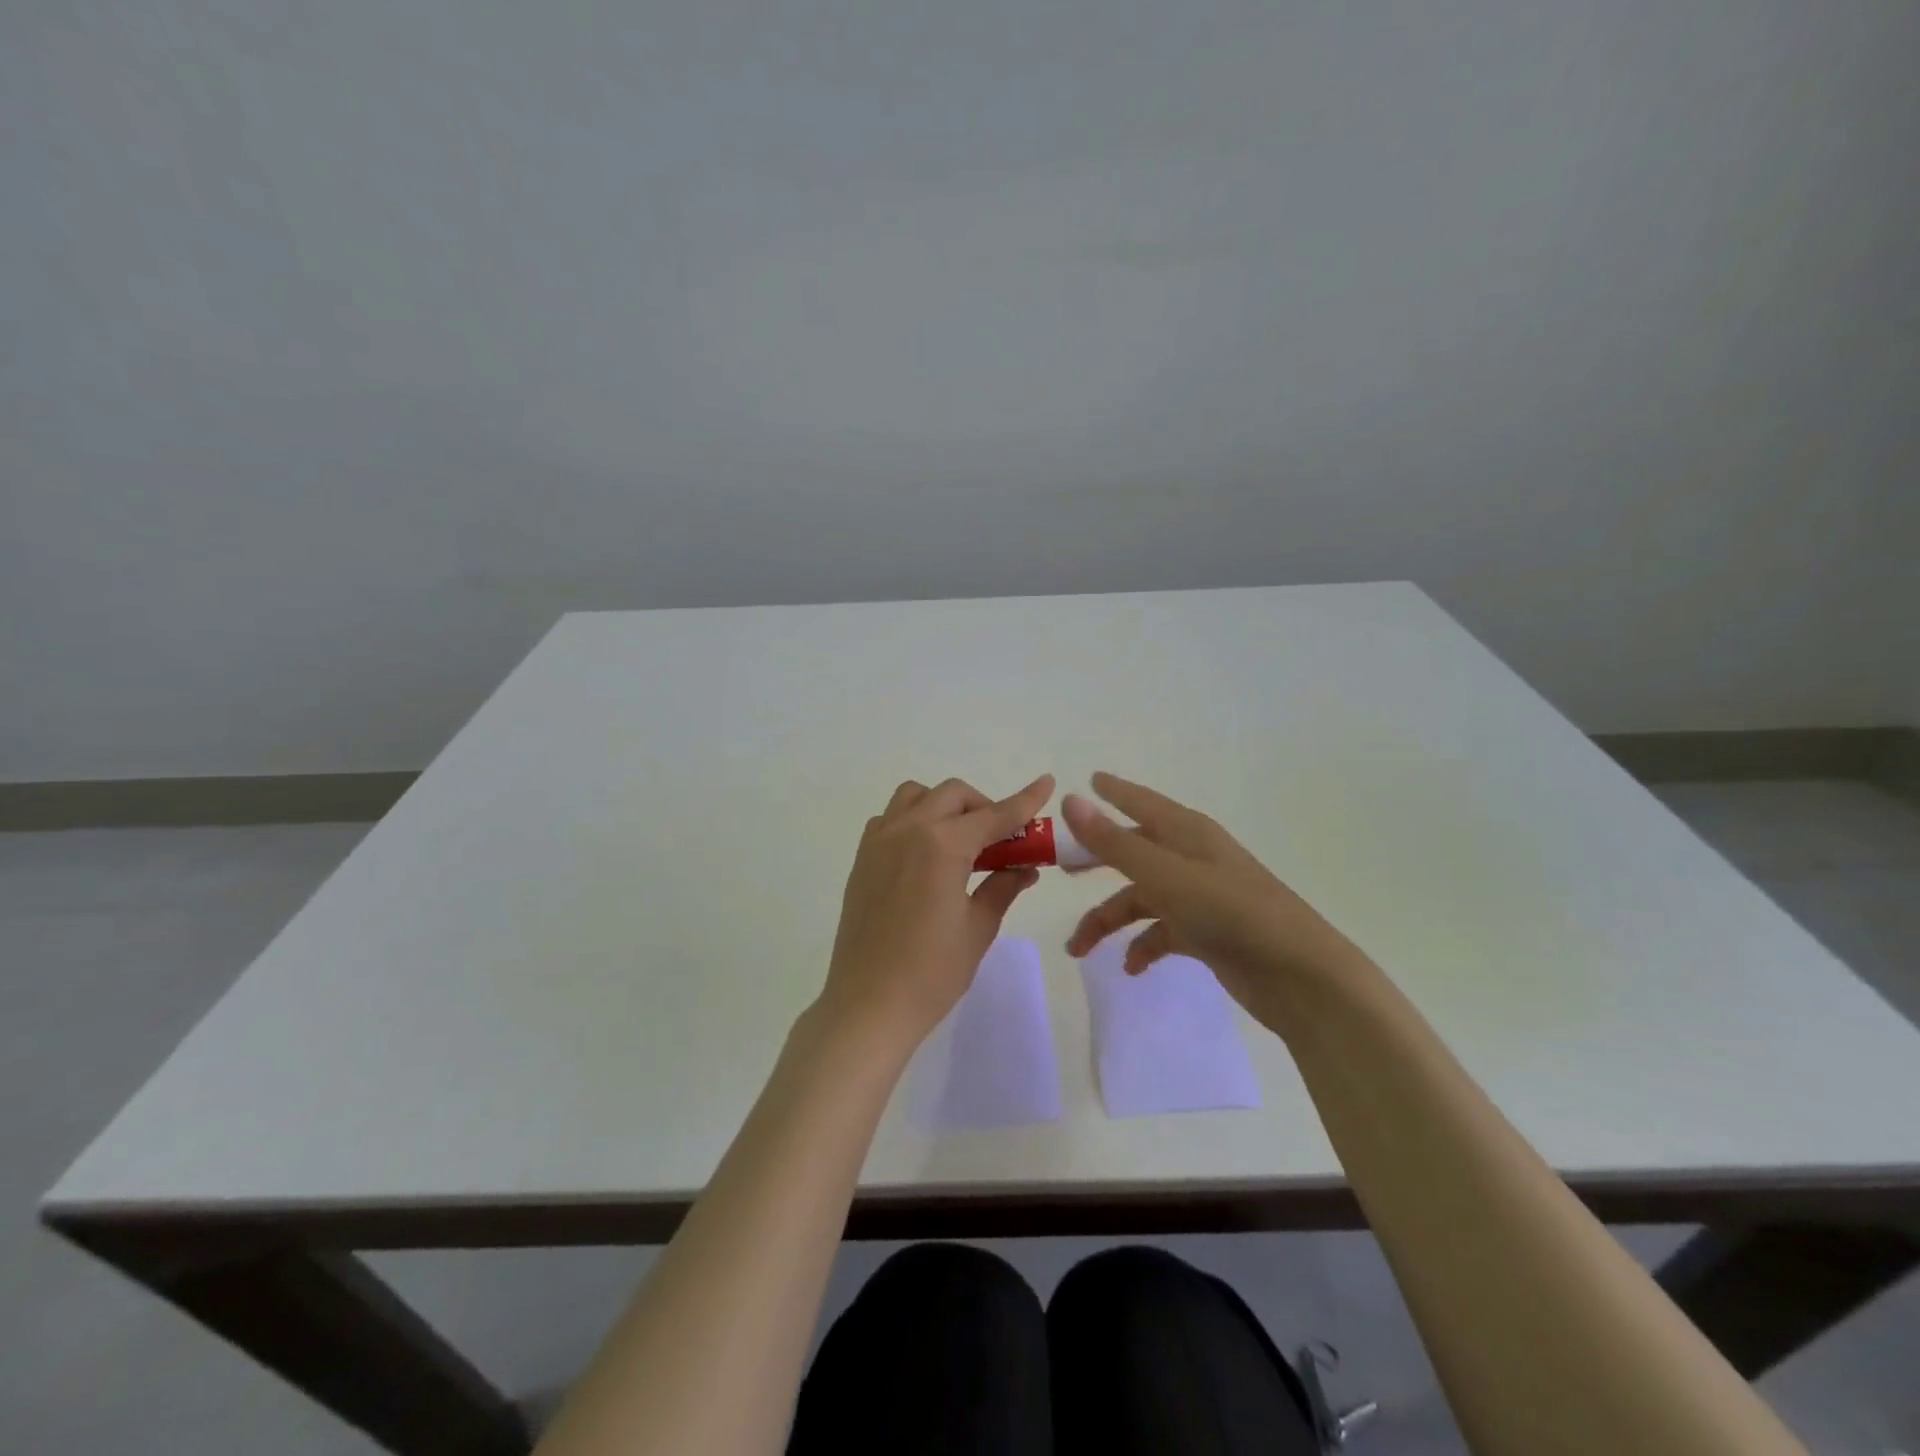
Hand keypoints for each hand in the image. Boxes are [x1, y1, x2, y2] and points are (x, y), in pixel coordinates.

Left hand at [818, 774, 1054, 1055]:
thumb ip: (1002, 887)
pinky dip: (914, 820)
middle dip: (983, 807)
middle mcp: (908, 830)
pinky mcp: (862, 858)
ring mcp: (879, 841)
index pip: (994, 815)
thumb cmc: (931, 972)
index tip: (1046, 783)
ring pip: (916, 796)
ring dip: (944, 806)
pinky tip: (925, 855)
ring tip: (959, 842)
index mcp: (942, 845)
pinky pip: (890, 818)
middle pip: (953, 795)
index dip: (1024, 801)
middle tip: (1000, 841)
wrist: (868, 1004)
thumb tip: (1024, 867)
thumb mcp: (977, 929)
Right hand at [1062, 772, 1367, 1035]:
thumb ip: (1114, 841)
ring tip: (1079, 949)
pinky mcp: (1208, 933)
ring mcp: (1201, 897)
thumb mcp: (1164, 874)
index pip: (1142, 802)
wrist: (1300, 976)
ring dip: (1109, 920)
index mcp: (1187, 833)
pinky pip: (1162, 932)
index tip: (1090, 780)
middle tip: (1063, 870)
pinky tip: (1131, 968)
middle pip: (1134, 850)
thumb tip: (1070, 799)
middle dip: (1098, 861)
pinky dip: (1142, 946)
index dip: (1115, 792)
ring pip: (1141, 898)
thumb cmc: (1230, 912)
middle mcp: (1192, 858)